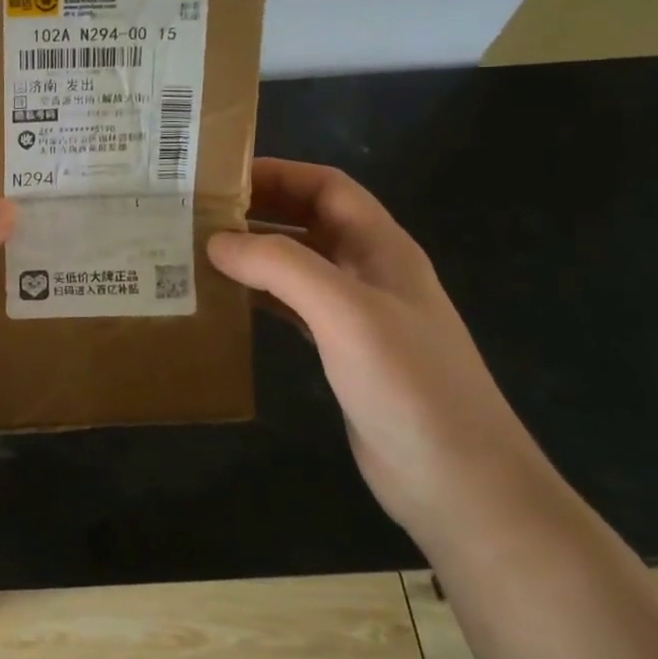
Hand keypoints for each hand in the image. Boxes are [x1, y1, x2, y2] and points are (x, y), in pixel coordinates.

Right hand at [208, 159, 553, 544]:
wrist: (460, 486)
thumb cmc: (409, 386)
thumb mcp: (346, 313)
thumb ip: (281, 267)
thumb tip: (216, 240)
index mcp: (381, 248)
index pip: (327, 187)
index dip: (278, 172)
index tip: (219, 176)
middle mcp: (370, 272)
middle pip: (309, 220)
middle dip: (258, 209)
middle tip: (197, 212)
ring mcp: (357, 315)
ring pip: (297, 265)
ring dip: (253, 253)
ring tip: (198, 251)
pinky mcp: (343, 353)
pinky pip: (292, 307)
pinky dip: (259, 295)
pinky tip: (225, 301)